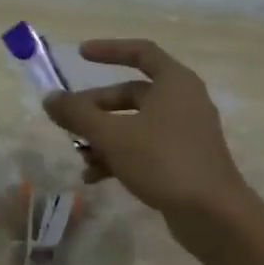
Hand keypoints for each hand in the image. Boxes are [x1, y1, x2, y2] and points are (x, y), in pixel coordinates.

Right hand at [42, 40, 256, 239]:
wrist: (213, 214)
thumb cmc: (163, 161)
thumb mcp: (113, 135)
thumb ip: (78, 114)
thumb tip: (50, 99)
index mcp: (174, 83)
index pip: (141, 52)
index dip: (109, 50)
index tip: (80, 55)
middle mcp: (183, 102)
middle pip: (131, 94)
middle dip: (96, 108)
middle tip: (67, 120)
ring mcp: (185, 133)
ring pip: (134, 125)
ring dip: (104, 137)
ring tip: (80, 157)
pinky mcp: (183, 161)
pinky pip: (144, 149)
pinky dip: (119, 157)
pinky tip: (94, 177)